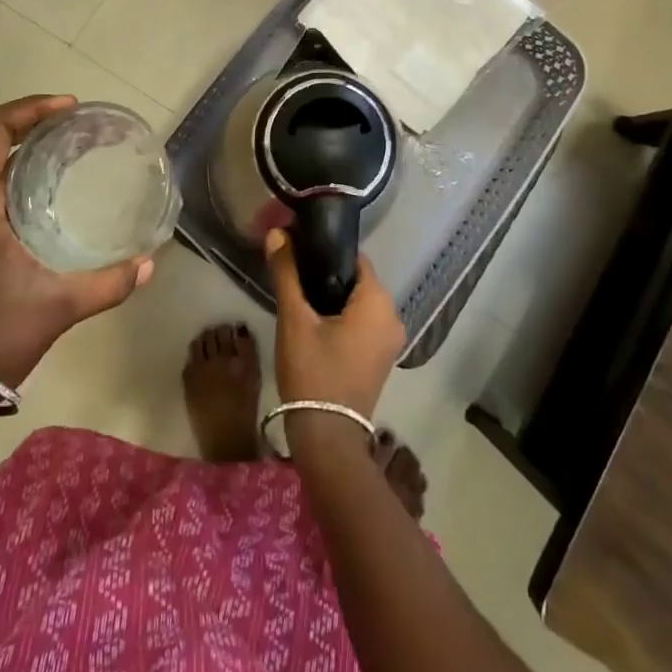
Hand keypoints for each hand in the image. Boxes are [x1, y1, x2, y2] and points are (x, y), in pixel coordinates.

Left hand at [0, 94, 154, 388]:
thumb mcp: (58, 307)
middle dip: (26, 125)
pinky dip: (1, 179)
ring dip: (12, 152)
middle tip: (71, 128)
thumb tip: (149, 264)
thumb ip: (108, 283)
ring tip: (58, 156)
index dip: (28, 109)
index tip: (68, 108)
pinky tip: (33, 201)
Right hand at [265, 227, 404, 421]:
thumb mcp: (295, 319)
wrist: (327, 438)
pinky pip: (363, 324)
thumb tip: (277, 233)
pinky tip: (316, 324)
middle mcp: (393, 316)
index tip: (300, 252)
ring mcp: (390, 341)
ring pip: (359, 303)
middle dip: (327, 275)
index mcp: (379, 301)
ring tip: (301, 299)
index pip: (354, 258)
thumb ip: (287, 273)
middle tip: (295, 277)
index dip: (326, 251)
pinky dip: (343, 319)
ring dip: (333, 298)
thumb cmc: (313, 372)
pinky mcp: (382, 359)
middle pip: (357, 280)